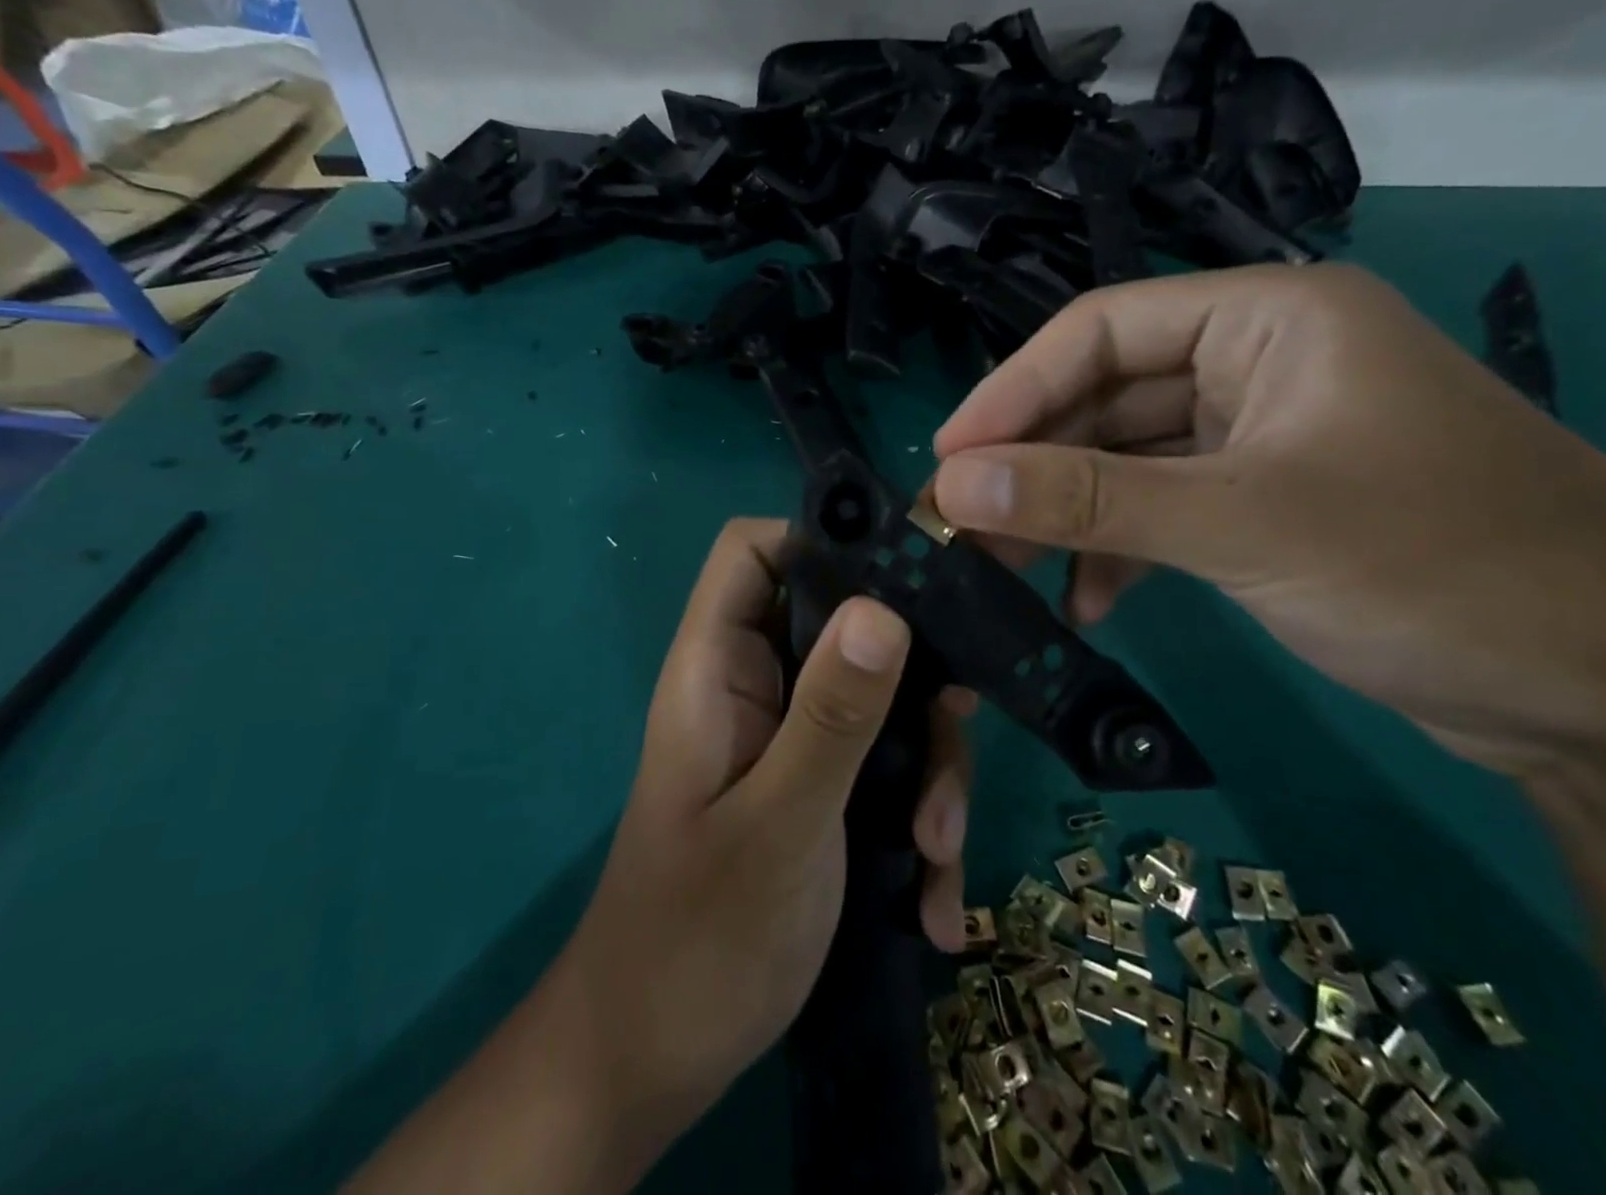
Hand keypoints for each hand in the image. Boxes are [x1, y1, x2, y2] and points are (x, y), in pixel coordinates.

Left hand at [560, 520, 971, 1138]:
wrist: (654, 1065)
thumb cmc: (698, 941)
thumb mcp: (780, 825)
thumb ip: (831, 717)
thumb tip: (884, 609)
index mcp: (719, 668)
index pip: (753, 551)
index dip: (821, 540)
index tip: (905, 579)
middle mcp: (757, 687)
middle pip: (846, 625)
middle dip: (911, 683)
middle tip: (950, 742)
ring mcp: (791, 739)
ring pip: (881, 702)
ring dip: (926, 770)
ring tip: (936, 853)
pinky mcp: (819, 788)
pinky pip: (884, 768)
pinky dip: (917, 822)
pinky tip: (932, 901)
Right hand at [931, 264, 1605, 777]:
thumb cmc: (1437, 567)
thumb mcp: (1241, 523)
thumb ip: (1088, 500)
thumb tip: (952, 484)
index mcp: (1266, 319)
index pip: (1100, 330)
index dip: (1012, 391)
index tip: (947, 459)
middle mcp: (1259, 362)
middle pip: (1106, 397)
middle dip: (1033, 463)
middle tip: (959, 522)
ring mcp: (1262, 436)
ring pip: (1127, 459)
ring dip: (1068, 513)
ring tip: (1004, 568)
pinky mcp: (1268, 502)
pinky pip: (1162, 509)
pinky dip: (1118, 550)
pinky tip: (1086, 601)